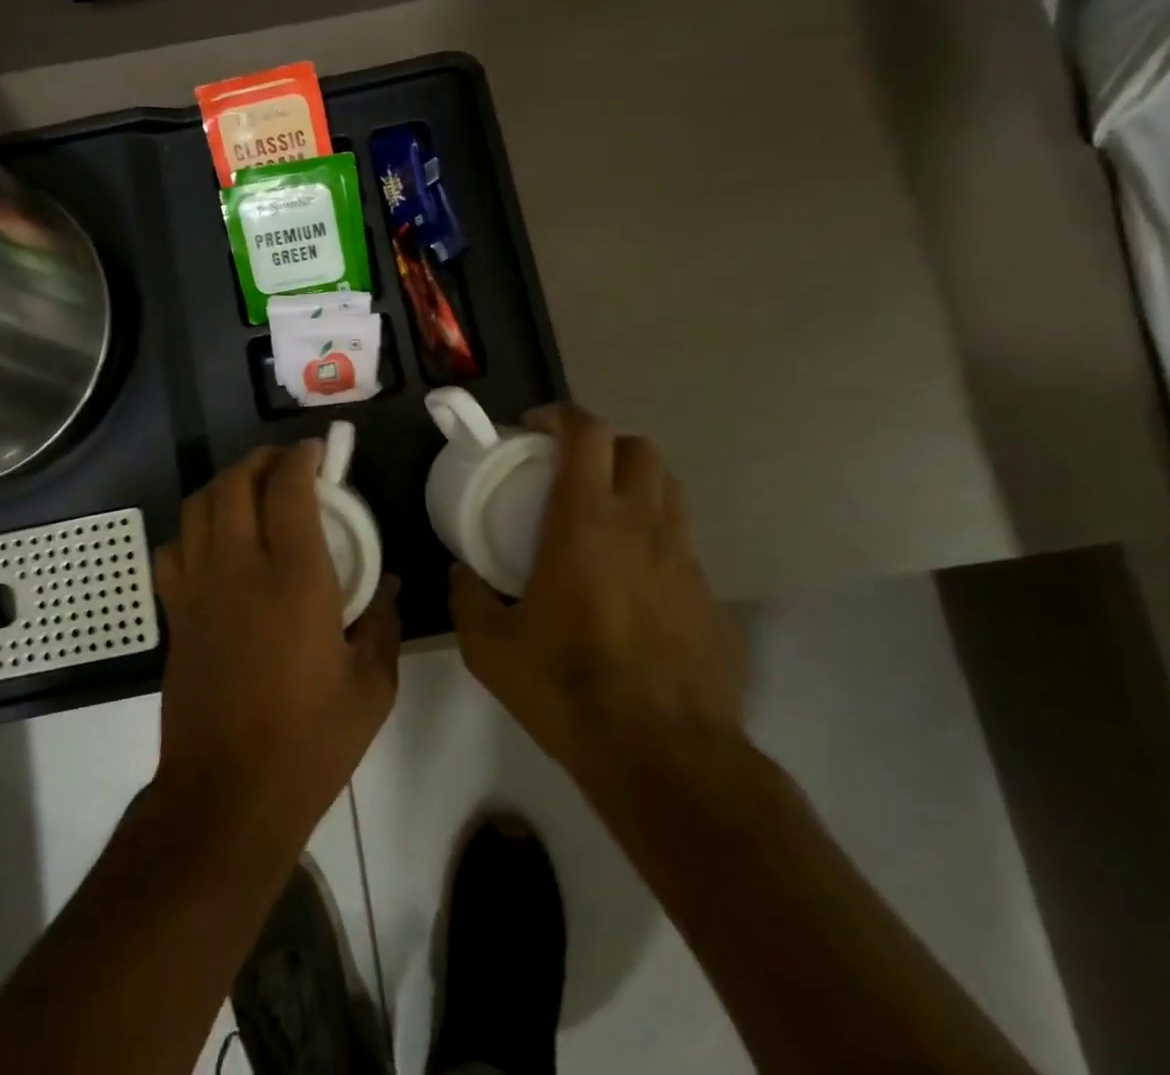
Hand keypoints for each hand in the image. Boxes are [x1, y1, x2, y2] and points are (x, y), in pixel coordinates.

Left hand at [152, 442, 400, 845]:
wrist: (226, 796)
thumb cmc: (309, 743)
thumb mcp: (371, 688)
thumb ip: (384, 625)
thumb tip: (389, 585)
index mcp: (295, 579)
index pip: (289, 489)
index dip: (301, 458)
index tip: (317, 451)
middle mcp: (240, 568)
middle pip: (236, 483)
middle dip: (261, 459)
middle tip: (286, 464)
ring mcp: (199, 588)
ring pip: (199, 506)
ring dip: (225, 484)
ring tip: (251, 490)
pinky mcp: (176, 613)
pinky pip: (173, 548)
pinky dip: (193, 528)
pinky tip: (213, 541)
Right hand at [449, 403, 746, 785]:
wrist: (664, 755)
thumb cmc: (568, 688)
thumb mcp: (490, 647)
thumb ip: (467, 598)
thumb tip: (461, 575)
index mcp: (586, 522)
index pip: (586, 433)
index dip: (561, 415)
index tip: (534, 427)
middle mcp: (641, 525)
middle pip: (638, 447)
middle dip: (603, 443)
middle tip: (570, 469)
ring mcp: (683, 558)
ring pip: (669, 488)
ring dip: (634, 482)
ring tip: (603, 513)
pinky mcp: (708, 595)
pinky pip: (681, 541)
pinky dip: (653, 536)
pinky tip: (630, 578)